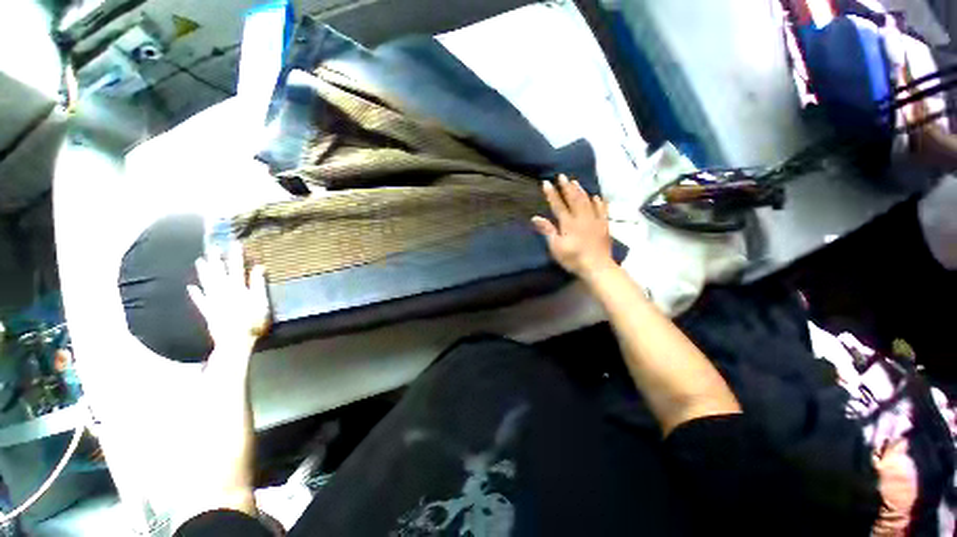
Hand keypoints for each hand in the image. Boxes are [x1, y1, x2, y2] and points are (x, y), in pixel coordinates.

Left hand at [166, 244, 270, 523]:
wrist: (216, 474)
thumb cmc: (222, 438)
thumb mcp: (227, 394)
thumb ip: (233, 359)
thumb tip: (242, 328)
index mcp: (221, 353)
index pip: (228, 311)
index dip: (236, 286)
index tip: (242, 260)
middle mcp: (216, 351)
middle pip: (220, 307)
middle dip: (224, 277)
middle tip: (224, 249)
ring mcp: (217, 360)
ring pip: (216, 315)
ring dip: (217, 288)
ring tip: (209, 263)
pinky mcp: (222, 372)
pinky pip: (216, 332)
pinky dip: (209, 311)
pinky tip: (200, 298)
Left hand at [188, 243, 270, 351]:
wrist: (235, 340)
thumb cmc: (253, 321)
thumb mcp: (261, 301)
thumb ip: (258, 283)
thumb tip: (259, 267)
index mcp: (238, 288)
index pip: (237, 267)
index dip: (236, 255)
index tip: (235, 243)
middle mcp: (223, 291)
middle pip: (219, 273)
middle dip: (216, 260)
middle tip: (212, 247)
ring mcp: (214, 301)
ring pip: (208, 283)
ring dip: (204, 272)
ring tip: (200, 261)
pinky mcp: (208, 312)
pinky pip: (200, 301)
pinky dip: (196, 294)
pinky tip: (191, 287)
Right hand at [531, 175, 615, 281]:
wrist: (597, 267)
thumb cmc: (573, 258)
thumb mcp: (556, 247)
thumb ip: (547, 231)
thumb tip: (536, 217)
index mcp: (568, 223)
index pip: (558, 205)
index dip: (551, 194)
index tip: (546, 182)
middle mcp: (581, 218)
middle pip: (573, 199)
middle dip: (566, 187)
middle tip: (562, 176)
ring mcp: (594, 220)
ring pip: (587, 201)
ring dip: (580, 191)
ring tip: (575, 181)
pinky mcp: (604, 226)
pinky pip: (602, 210)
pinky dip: (598, 202)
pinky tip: (596, 196)